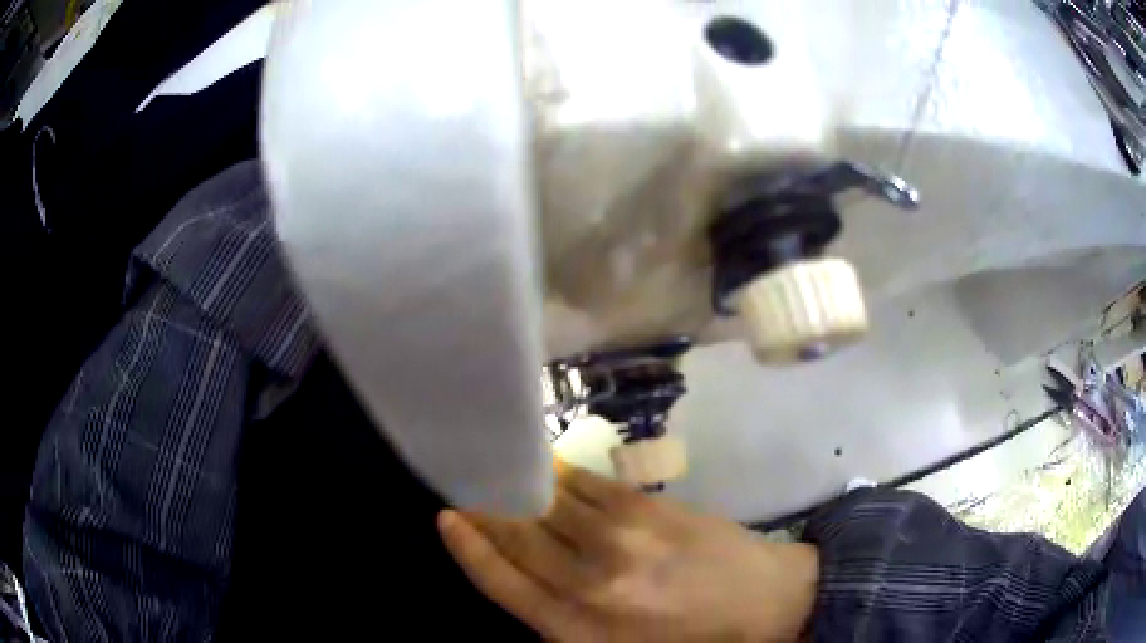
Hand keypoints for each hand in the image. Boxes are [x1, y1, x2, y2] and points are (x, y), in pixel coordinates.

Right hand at [437, 460, 817, 640]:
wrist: (765, 601)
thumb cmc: (691, 640)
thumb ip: (563, 624)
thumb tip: (524, 582)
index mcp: (578, 629)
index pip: (502, 582)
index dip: (469, 547)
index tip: (446, 516)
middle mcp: (589, 583)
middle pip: (518, 537)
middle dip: (487, 510)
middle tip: (467, 489)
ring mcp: (619, 539)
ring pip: (549, 504)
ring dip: (521, 488)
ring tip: (500, 472)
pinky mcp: (646, 506)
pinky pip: (585, 483)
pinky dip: (561, 475)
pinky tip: (550, 468)